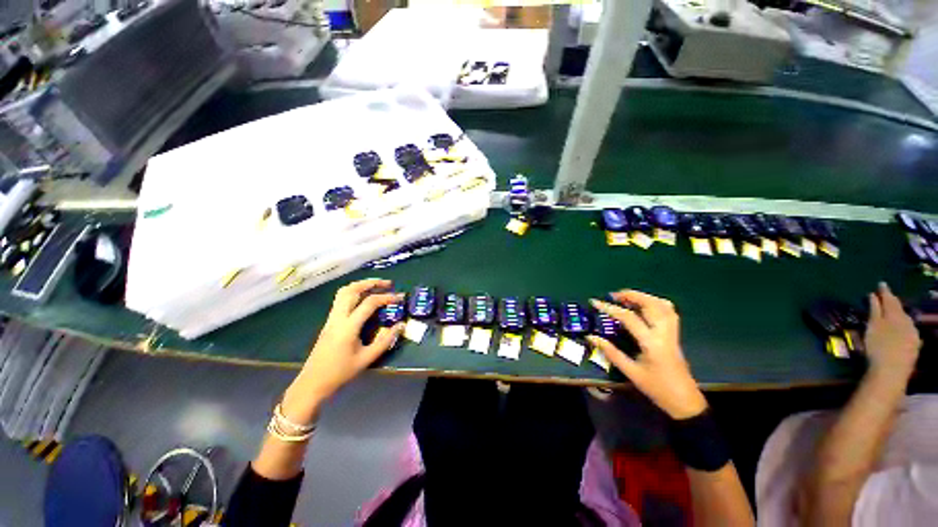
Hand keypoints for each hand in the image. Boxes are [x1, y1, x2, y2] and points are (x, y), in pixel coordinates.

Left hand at [281, 279, 404, 423]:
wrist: (312, 383)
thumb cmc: (340, 372)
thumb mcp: (367, 358)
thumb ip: (385, 341)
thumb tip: (401, 326)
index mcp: (348, 327)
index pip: (369, 303)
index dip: (386, 297)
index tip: (399, 298)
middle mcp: (338, 318)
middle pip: (352, 290)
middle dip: (371, 283)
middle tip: (387, 283)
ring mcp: (331, 318)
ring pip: (343, 292)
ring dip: (361, 285)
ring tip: (376, 286)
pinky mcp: (329, 321)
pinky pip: (340, 299)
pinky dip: (354, 292)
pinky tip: (363, 298)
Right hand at [587, 290, 707, 419]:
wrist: (684, 400)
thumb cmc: (656, 388)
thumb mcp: (630, 372)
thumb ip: (610, 352)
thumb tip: (591, 337)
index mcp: (652, 342)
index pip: (629, 317)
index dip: (610, 308)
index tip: (595, 302)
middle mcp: (664, 333)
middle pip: (651, 304)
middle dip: (631, 295)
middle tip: (613, 295)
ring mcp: (672, 333)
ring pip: (662, 305)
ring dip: (644, 297)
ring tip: (627, 297)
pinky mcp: (675, 334)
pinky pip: (669, 311)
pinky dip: (655, 303)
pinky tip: (644, 306)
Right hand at [864, 282, 920, 380]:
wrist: (891, 371)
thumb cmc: (878, 347)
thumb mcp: (872, 327)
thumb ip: (874, 310)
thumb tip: (874, 295)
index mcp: (895, 314)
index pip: (890, 299)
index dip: (885, 291)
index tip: (881, 283)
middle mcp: (906, 320)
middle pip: (899, 309)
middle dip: (893, 303)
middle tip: (886, 297)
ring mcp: (912, 333)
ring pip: (905, 319)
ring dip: (898, 314)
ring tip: (892, 312)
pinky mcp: (914, 344)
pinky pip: (908, 330)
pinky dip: (903, 326)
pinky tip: (901, 329)